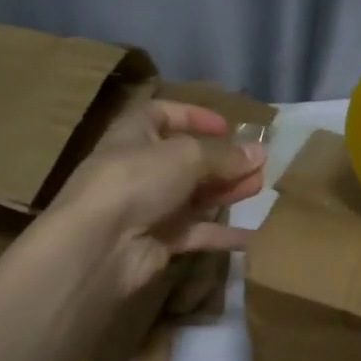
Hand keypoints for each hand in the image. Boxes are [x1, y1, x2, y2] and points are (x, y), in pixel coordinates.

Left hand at [47, 98, 266, 299]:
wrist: (99, 246)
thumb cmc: (137, 181)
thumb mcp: (186, 156)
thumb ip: (225, 155)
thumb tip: (259, 152)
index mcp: (135, 133)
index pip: (164, 114)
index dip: (195, 117)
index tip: (228, 126)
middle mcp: (140, 167)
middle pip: (187, 159)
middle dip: (223, 160)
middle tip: (259, 163)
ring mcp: (149, 206)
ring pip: (195, 195)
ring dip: (226, 190)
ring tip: (260, 187)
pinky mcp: (158, 240)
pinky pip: (196, 232)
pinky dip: (221, 233)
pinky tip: (252, 235)